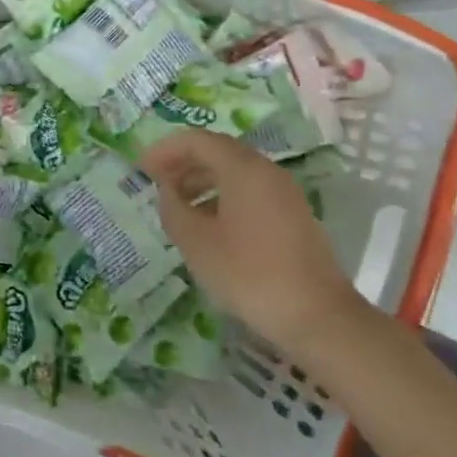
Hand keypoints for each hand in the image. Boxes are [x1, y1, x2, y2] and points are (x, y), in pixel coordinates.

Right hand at [139, 130, 366, 352]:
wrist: (316, 316)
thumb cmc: (248, 274)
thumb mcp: (196, 242)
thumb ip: (173, 208)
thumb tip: (167, 191)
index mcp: (243, 169)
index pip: (197, 140)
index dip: (165, 149)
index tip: (141, 168)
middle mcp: (267, 171)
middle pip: (218, 151)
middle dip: (183, 162)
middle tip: (155, 182)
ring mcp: (284, 193)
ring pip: (235, 172)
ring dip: (201, 180)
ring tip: (177, 204)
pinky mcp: (292, 215)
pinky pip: (250, 191)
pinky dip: (222, 195)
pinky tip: (208, 224)